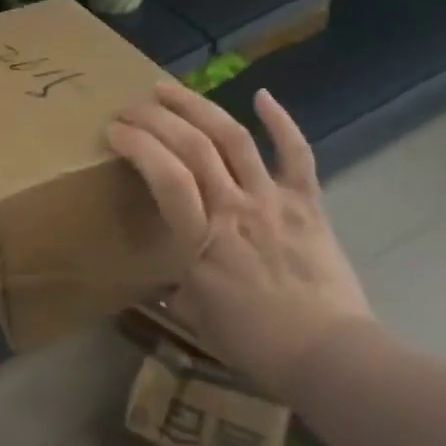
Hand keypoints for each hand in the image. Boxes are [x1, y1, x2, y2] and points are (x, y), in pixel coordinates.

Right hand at [107, 81, 371, 392]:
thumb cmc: (256, 343)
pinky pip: (296, 154)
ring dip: (198, 106)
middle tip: (132, 107)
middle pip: (193, 146)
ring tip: (169, 89)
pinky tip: (262, 95)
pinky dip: (281, 122)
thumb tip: (166, 276)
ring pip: (233, 138)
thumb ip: (177, 286)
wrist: (331, 356)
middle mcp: (235, 207)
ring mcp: (273, 200)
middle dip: (157, 118)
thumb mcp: (196, 316)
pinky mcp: (307, 203)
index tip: (114, 131)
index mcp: (202, 239)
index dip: (137, 145)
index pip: (165, 176)